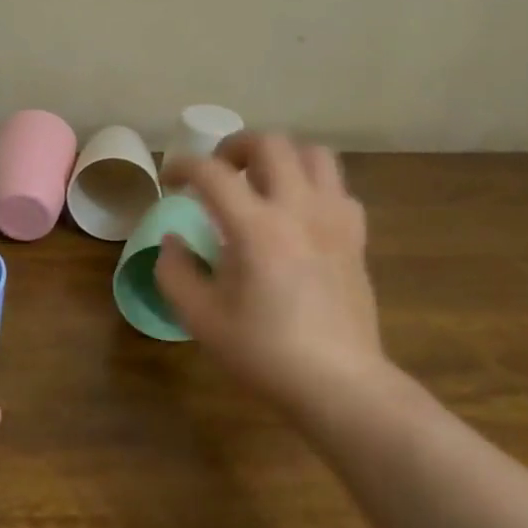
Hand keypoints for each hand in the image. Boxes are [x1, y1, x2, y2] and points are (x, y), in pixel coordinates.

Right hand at [158, 133, 389, 414]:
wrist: (340, 384)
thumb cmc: (265, 352)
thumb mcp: (201, 318)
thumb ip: (175, 272)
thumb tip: (173, 241)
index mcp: (256, 228)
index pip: (212, 172)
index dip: (183, 166)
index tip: (171, 180)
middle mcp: (298, 209)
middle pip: (270, 143)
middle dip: (236, 146)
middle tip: (219, 171)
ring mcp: (334, 219)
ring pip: (313, 154)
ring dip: (281, 157)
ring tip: (262, 180)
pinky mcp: (356, 236)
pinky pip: (338, 188)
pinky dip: (313, 186)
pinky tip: (298, 212)